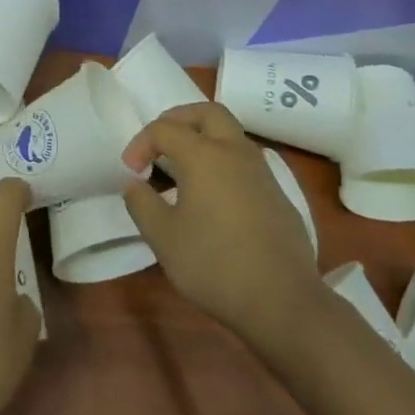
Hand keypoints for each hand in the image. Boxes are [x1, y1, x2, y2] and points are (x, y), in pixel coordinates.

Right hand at [120, 103, 319, 351]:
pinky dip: (223, 161)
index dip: (141, 143)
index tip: (131, 171)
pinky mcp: (277, 194)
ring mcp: (262, 172)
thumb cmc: (214, 265)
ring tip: (183, 167)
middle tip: (160, 142)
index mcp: (204, 155)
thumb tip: (135, 184)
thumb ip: (141, 204)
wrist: (283, 302)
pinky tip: (214, 196)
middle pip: (207, 112)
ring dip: (204, 137)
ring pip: (231, 134)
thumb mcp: (163, 238)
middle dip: (179, 119)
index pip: (164, 128)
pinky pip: (245, 161)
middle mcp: (235, 152)